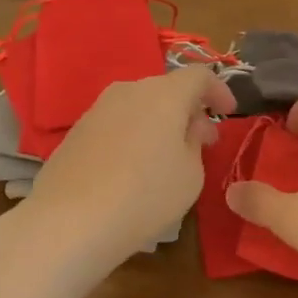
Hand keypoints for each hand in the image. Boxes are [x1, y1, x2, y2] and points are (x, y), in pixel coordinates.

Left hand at [3, 66, 235, 283]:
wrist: (69, 222)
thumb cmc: (144, 196)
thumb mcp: (190, 175)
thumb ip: (196, 143)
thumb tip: (191, 127)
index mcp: (164, 94)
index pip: (199, 75)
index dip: (219, 90)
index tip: (228, 113)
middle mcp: (129, 90)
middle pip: (167, 89)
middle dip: (188, 110)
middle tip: (200, 141)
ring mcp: (98, 108)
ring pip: (139, 105)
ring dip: (158, 123)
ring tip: (166, 157)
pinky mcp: (76, 131)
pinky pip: (116, 123)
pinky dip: (132, 135)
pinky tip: (132, 169)